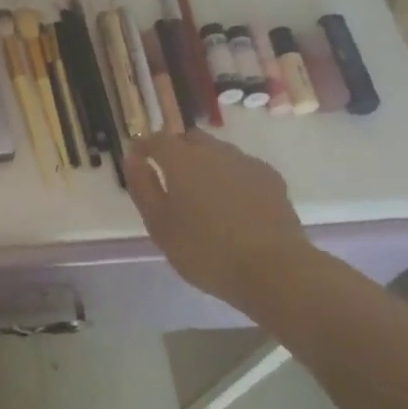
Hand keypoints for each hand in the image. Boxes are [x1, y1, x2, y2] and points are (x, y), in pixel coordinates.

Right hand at [125, 131, 318, 307]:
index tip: (137, 157)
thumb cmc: (206, 251)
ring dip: (204, 162)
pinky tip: (232, 202)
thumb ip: (143, 188)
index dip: (144, 146)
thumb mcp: (160, 226)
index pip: (157, 140)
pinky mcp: (270, 177)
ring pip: (217, 151)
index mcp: (182, 160)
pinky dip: (230, 176)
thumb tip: (133, 159)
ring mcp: (246, 162)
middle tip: (169, 176)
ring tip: (202, 193)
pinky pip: (241, 167)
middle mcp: (214, 151)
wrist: (274, 269)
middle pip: (189, 139)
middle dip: (176, 150)